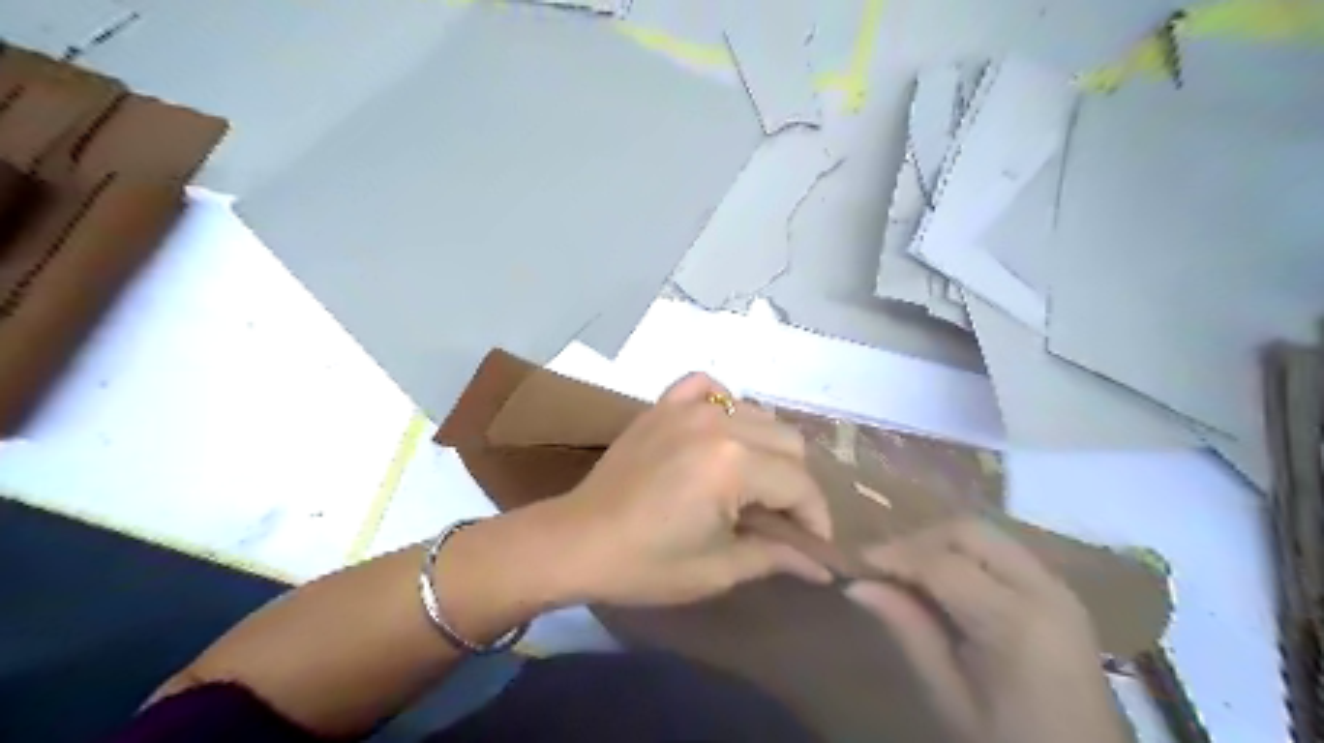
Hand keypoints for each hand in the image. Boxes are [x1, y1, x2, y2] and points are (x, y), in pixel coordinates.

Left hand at [554, 374, 824, 604]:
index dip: (816, 518)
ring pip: (758, 413)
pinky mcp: (663, 403)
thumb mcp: (718, 569)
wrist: (577, 541)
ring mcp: (688, 406)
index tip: (815, 545)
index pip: (800, 484)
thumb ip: (777, 556)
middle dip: (796, 484)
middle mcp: (718, 423)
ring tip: (754, 481)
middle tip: (782, 517)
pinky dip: (724, 404)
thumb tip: (822, 567)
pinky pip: (708, 387)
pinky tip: (721, 432)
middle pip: (789, 442)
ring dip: (767, 448)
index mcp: (734, 464)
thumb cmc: (647, 564)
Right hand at [841, 520, 1130, 742]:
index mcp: (1018, 624)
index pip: (941, 563)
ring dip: (940, 543)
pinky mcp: (1059, 592)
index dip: (893, 555)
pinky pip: (1001, 551)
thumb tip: (858, 585)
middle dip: (918, 539)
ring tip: (908, 572)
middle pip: (967, 530)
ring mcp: (1058, 587)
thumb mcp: (952, 700)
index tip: (855, 563)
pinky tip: (943, 581)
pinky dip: (964, 554)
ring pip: (985, 532)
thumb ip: (910, 632)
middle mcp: (1044, 589)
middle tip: (882, 566)